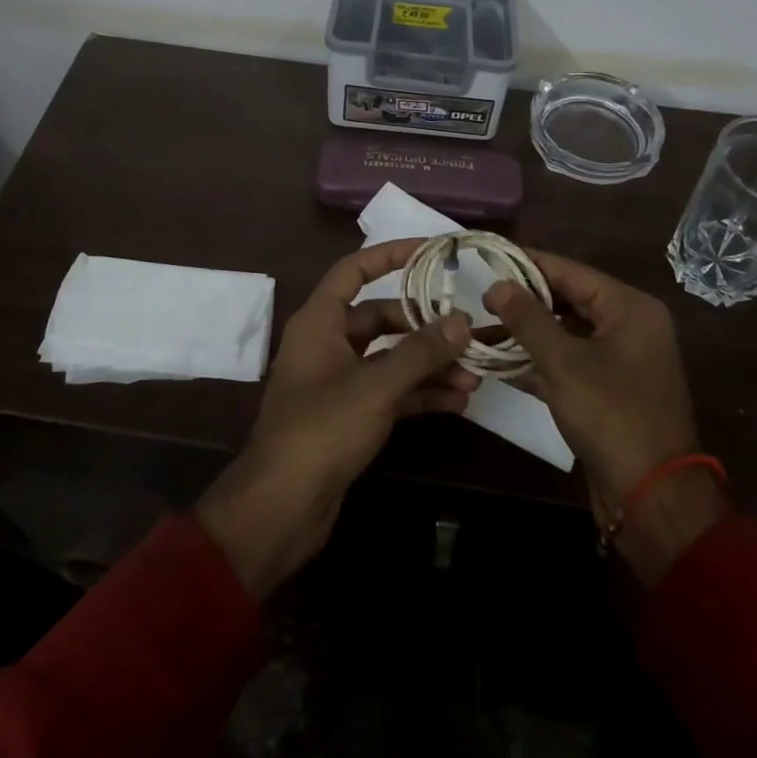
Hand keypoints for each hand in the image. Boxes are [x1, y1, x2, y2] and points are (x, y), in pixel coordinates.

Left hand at [195, 238, 477, 598]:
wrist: (282, 506)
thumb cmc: (321, 430)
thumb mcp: (375, 386)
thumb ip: (420, 352)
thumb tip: (462, 320)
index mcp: (319, 322)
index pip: (354, 271)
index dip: (390, 255)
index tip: (430, 251)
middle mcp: (327, 343)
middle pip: (381, 318)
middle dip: (424, 326)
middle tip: (468, 332)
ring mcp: (338, 381)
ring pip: (390, 358)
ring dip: (429, 364)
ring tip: (474, 375)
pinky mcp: (349, 415)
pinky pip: (390, 391)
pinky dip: (419, 393)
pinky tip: (457, 401)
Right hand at [484, 252, 726, 584]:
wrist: (652, 497)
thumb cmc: (611, 416)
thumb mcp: (563, 362)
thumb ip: (528, 319)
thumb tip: (497, 285)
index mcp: (629, 309)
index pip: (570, 271)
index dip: (527, 263)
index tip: (488, 256)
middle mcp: (630, 326)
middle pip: (568, 300)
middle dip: (524, 301)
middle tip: (480, 296)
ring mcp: (621, 360)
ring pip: (566, 332)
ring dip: (527, 333)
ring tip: (482, 327)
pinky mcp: (609, 390)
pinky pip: (569, 361)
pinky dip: (539, 361)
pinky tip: (500, 362)